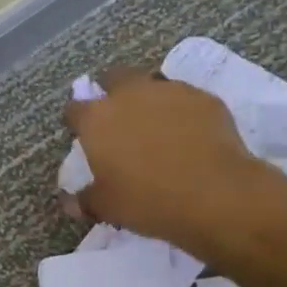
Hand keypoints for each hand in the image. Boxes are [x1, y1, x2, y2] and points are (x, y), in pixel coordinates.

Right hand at [64, 65, 286, 260]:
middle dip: (111, 92)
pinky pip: (185, 98)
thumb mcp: (107, 207)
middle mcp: (130, 94)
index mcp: (97, 119)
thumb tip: (70, 202)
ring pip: (151, 84)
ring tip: (156, 125)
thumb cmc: (148, 201)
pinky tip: (189, 133)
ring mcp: (170, 91)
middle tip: (118, 119)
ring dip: (148, 99)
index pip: (75, 108)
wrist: (216, 196)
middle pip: (113, 78)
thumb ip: (85, 199)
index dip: (76, 120)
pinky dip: (181, 111)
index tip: (81, 133)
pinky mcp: (204, 98)